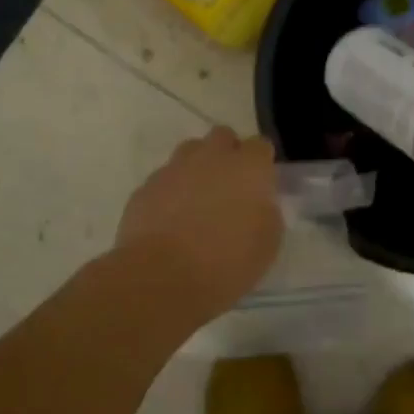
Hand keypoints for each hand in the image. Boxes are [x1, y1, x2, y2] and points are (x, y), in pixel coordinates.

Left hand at [115, 127, 282, 309]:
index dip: (261, 163)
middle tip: (230, 187)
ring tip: (198, 201)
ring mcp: (174, 168)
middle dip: (228, 154)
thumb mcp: (267, 244)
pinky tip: (171, 220)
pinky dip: (171, 192)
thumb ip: (266, 212)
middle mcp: (211, 157)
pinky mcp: (146, 186)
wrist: (162, 277)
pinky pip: (164, 179)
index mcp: (248, 167)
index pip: (260, 146)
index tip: (261, 184)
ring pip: (190, 152)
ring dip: (197, 168)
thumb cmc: (226, 263)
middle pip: (222, 137)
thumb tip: (257, 203)